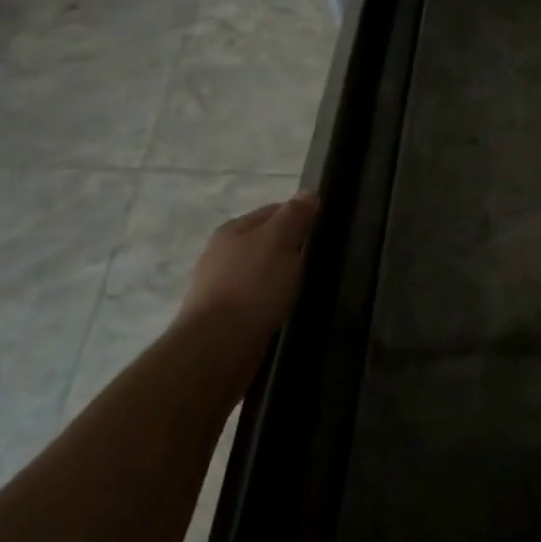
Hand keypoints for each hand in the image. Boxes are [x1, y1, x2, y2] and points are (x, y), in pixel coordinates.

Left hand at [177, 193, 319, 376]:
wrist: (217, 348)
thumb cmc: (252, 286)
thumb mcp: (280, 240)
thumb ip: (295, 215)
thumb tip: (308, 193)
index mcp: (233, 229)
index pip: (273, 211)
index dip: (299, 216)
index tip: (323, 228)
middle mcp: (221, 254)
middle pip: (264, 242)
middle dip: (290, 248)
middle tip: (318, 258)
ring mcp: (219, 288)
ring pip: (259, 273)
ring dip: (279, 277)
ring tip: (305, 286)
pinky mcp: (223, 319)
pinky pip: (254, 300)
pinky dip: (270, 302)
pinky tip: (284, 310)